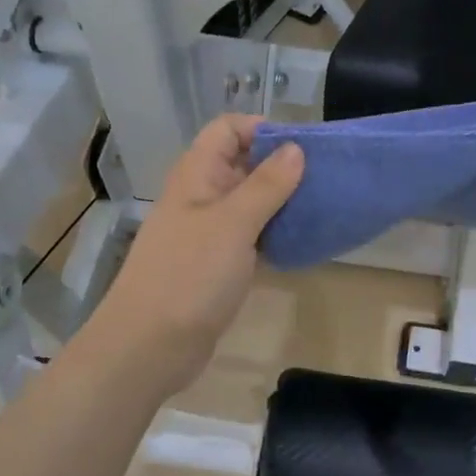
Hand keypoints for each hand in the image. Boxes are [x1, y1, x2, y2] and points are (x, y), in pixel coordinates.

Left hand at [84, 116, 302, 395]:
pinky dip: (275, 233)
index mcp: (197, 175)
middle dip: (281, 166)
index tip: (303, 149)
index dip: (263, 130)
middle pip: (242, 163)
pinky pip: (251, 236)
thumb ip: (266, 185)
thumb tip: (295, 149)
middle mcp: (202, 197)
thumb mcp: (233, 224)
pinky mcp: (218, 264)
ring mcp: (209, 232)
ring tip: (321, 207)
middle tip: (324, 179)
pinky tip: (303, 242)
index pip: (228, 129)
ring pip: (250, 202)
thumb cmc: (190, 276)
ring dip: (282, 201)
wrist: (150, 345)